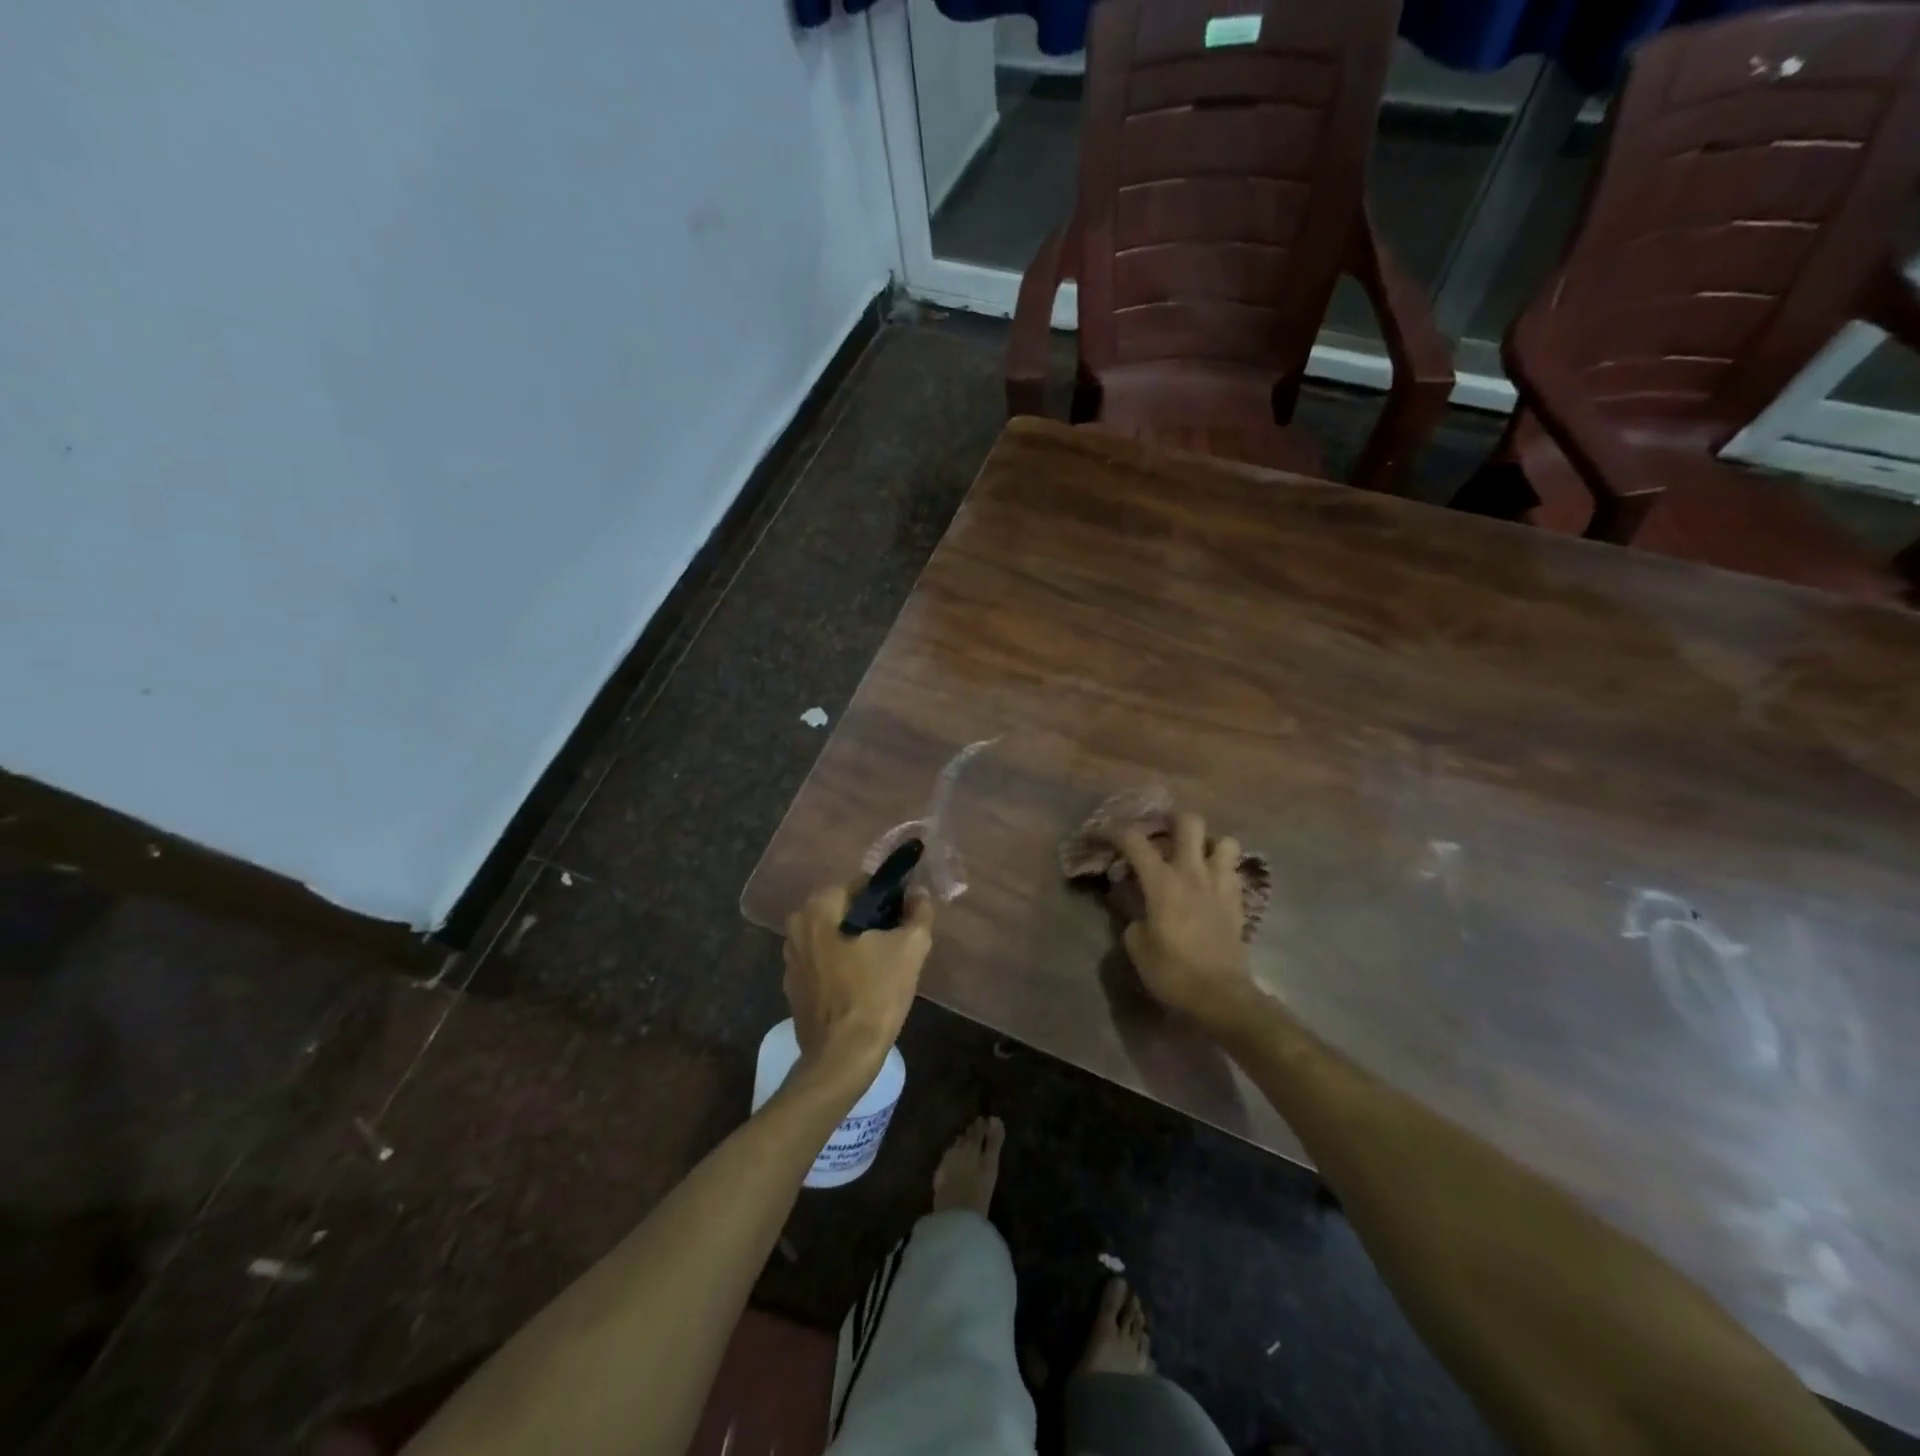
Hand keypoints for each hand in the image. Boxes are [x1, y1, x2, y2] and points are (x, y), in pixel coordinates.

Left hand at [783, 883, 933, 1087]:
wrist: (842, 1058)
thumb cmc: (875, 995)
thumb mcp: (910, 949)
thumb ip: (919, 913)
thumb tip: (918, 895)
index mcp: (818, 909)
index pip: (859, 885)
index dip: (887, 898)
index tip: (904, 918)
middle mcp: (796, 927)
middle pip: (843, 910)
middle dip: (870, 921)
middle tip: (896, 942)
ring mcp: (790, 959)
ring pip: (832, 936)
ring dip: (854, 943)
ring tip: (882, 965)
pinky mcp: (793, 987)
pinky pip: (822, 962)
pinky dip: (840, 966)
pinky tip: (861, 985)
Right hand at [1115, 812, 1255, 1032]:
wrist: (1222, 996)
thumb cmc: (1173, 972)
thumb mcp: (1137, 946)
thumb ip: (1134, 918)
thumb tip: (1139, 910)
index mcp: (1162, 882)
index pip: (1135, 841)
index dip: (1115, 830)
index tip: (1104, 831)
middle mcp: (1193, 873)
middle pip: (1189, 823)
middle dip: (1172, 820)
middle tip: (1160, 833)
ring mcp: (1220, 884)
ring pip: (1224, 841)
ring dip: (1208, 844)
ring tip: (1195, 857)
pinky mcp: (1238, 901)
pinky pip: (1234, 870)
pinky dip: (1223, 869)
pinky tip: (1211, 883)